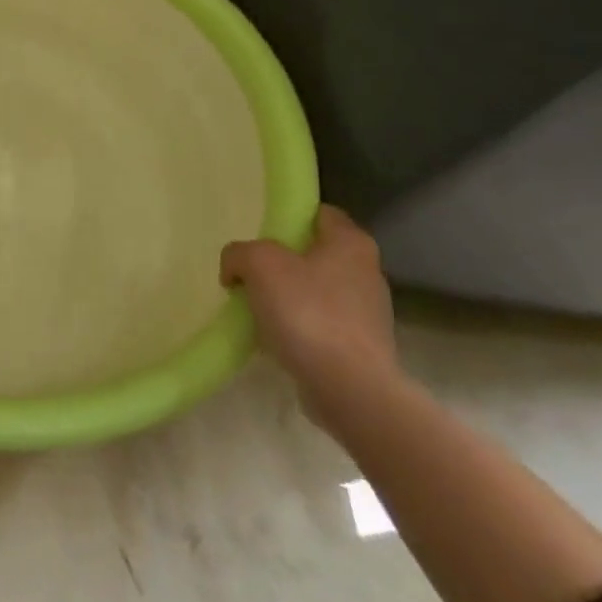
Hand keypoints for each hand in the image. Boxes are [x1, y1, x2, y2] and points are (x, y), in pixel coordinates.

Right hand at [221, 205, 395, 402]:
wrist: (349, 389)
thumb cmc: (308, 313)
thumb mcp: (259, 264)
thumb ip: (239, 253)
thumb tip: (234, 268)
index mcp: (351, 242)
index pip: (318, 212)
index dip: (286, 217)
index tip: (258, 233)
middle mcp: (367, 271)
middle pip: (313, 253)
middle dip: (281, 261)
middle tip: (250, 273)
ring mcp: (367, 312)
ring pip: (315, 290)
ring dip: (287, 296)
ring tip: (255, 309)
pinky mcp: (361, 346)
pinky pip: (320, 324)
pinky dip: (297, 327)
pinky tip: (274, 338)